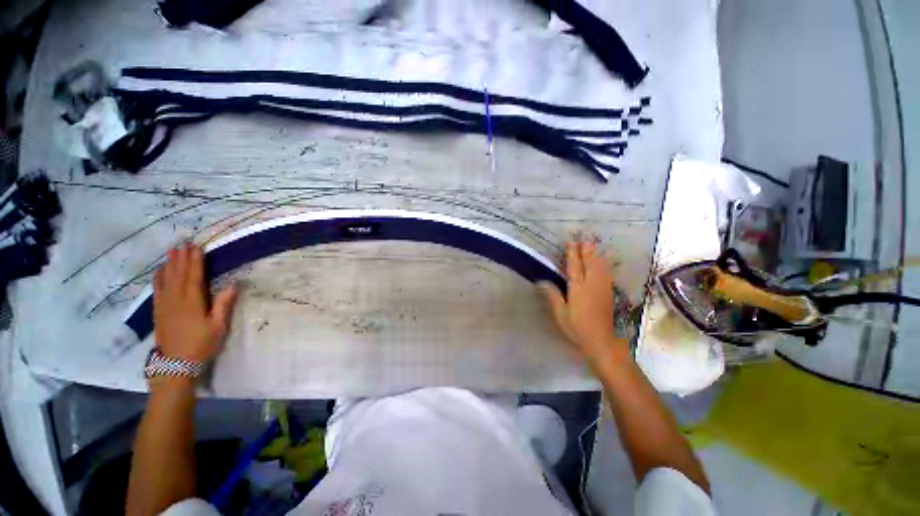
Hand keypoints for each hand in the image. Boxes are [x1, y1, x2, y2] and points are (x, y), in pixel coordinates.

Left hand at [153, 242, 237, 362]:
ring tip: (171, 251)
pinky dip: (158, 277)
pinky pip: (157, 289)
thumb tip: (234, 283)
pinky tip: (159, 271)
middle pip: (178, 274)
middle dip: (181, 258)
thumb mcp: (218, 326)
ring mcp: (164, 305)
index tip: (197, 246)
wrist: (175, 365)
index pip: (194, 275)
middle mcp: (176, 299)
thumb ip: (224, 304)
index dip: (195, 260)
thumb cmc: (201, 344)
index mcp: (192, 301)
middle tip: (183, 242)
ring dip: (169, 264)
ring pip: (166, 279)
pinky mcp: (158, 311)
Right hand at [539, 239, 625, 366]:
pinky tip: (602, 261)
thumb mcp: (561, 314)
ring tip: (592, 245)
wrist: (602, 342)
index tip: (570, 242)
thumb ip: (553, 296)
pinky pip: (606, 273)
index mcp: (578, 289)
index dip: (572, 254)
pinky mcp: (609, 293)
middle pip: (590, 263)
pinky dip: (603, 264)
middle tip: (583, 238)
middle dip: (586, 250)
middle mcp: (592, 285)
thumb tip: (541, 281)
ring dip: (595, 254)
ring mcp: (603, 288)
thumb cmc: (577, 329)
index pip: (574, 267)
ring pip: (600, 266)